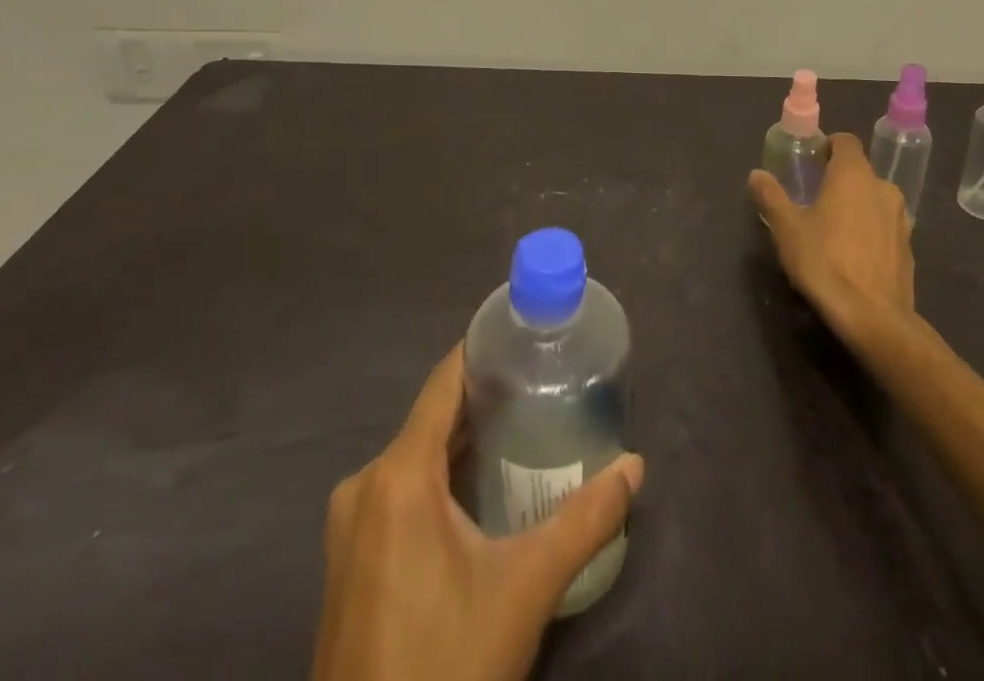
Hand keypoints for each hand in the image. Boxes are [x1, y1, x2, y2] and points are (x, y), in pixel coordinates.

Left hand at [312, 346, 644, 680]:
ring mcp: (350, 525)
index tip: (526, 335)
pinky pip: (400, 491)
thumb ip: (584, 520)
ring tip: (523, 429)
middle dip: (486, 401)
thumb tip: (635, 466)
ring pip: (416, 456)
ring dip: (465, 441)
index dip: (484, 352)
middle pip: (432, 418)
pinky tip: (481, 490)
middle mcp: (365, 484)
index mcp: (398, 475)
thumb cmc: (446, 666)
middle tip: (542, 386)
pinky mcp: (349, 559)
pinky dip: (440, 478)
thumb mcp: (524, 590)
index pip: (444, 382)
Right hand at [748, 131, 915, 350]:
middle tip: (813, 201)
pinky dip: (869, 231)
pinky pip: (884, 226)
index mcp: (853, 174)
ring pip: (873, 199)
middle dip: (837, 180)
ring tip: (832, 231)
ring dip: (855, 206)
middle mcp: (882, 187)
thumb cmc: (824, 261)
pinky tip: (852, 256)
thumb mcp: (786, 228)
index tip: (809, 165)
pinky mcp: (909, 247)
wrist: (873, 317)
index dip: (826, 147)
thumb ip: (771, 196)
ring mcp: (901, 218)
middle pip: (859, 171)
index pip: (844, 141)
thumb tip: (756, 174)